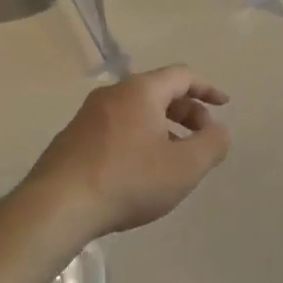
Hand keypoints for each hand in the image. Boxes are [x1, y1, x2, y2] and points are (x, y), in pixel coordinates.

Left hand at [19, 66, 231, 241]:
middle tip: (202, 138)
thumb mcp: (185, 166)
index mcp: (140, 91)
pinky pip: (116, 129)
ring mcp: (87, 116)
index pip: (182, 76)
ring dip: (163, 128)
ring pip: (136, 112)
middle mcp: (112, 94)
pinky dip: (138, 139)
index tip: (224, 105)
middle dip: (187, 112)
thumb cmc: (129, 180)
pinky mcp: (72, 140)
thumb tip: (219, 131)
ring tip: (174, 159)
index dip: (207, 89)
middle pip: (158, 92)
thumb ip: (212, 144)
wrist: (57, 207)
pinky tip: (140, 171)